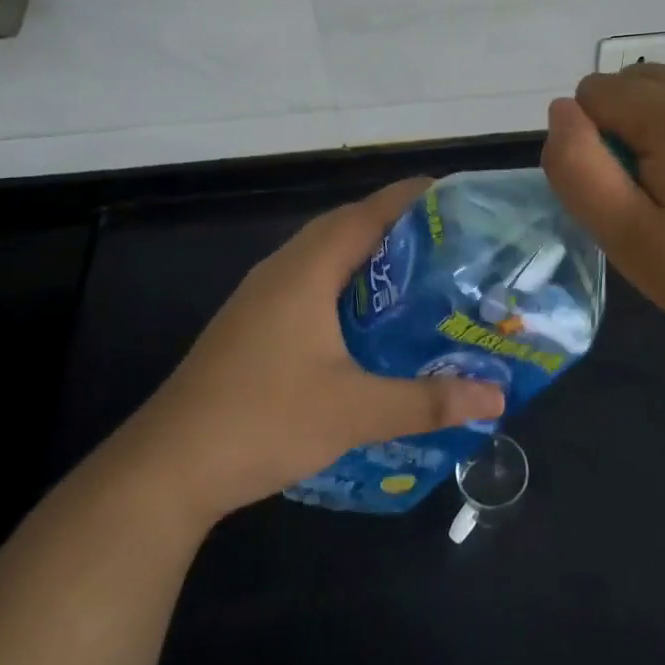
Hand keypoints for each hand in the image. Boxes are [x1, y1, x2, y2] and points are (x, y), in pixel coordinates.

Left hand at [118, 179, 505, 523]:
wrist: (169, 465)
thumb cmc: (264, 420)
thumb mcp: (354, 412)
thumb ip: (427, 401)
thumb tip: (496, 395)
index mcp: (308, 268)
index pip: (369, 212)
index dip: (414, 199)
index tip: (459, 201)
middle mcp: (284, 268)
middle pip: (348, 226)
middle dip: (399, 229)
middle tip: (452, 247)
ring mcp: (263, 295)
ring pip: (326, 256)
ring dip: (370, 259)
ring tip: (422, 279)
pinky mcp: (254, 321)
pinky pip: (311, 283)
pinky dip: (347, 286)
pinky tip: (370, 324)